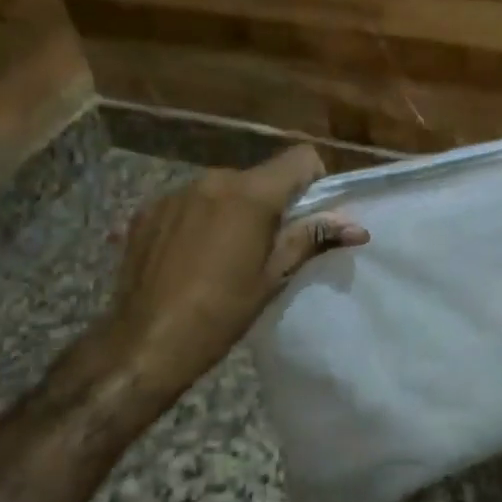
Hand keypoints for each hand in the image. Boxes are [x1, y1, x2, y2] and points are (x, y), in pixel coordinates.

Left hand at [95, 146, 367, 402]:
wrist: (144, 344)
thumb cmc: (221, 313)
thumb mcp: (273, 277)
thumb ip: (312, 239)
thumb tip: (357, 227)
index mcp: (250, 194)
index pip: (299, 157)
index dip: (312, 181)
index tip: (307, 216)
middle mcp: (212, 180)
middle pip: (259, 176)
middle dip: (270, 202)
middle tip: (266, 247)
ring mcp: (174, 193)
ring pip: (222, 189)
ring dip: (232, 210)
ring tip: (223, 255)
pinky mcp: (146, 211)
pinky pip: (188, 202)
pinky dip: (198, 220)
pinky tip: (188, 258)